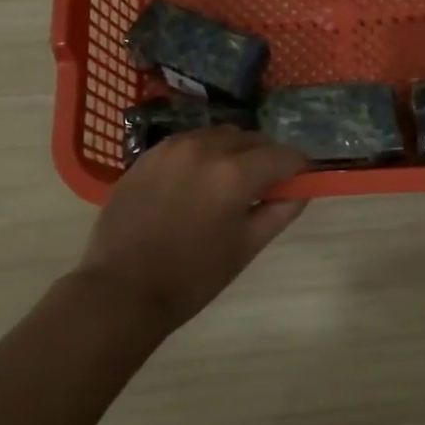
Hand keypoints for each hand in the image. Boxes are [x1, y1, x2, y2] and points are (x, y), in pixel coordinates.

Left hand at [78, 127, 308, 330]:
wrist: (122, 289)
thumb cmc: (192, 277)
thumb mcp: (246, 247)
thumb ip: (281, 211)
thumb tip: (302, 189)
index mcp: (234, 174)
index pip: (282, 155)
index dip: (297, 167)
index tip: (298, 181)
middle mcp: (205, 149)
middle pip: (251, 139)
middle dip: (265, 157)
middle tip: (263, 186)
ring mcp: (172, 147)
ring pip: (218, 136)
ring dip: (232, 152)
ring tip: (226, 183)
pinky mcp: (148, 154)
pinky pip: (188, 143)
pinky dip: (201, 155)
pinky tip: (194, 183)